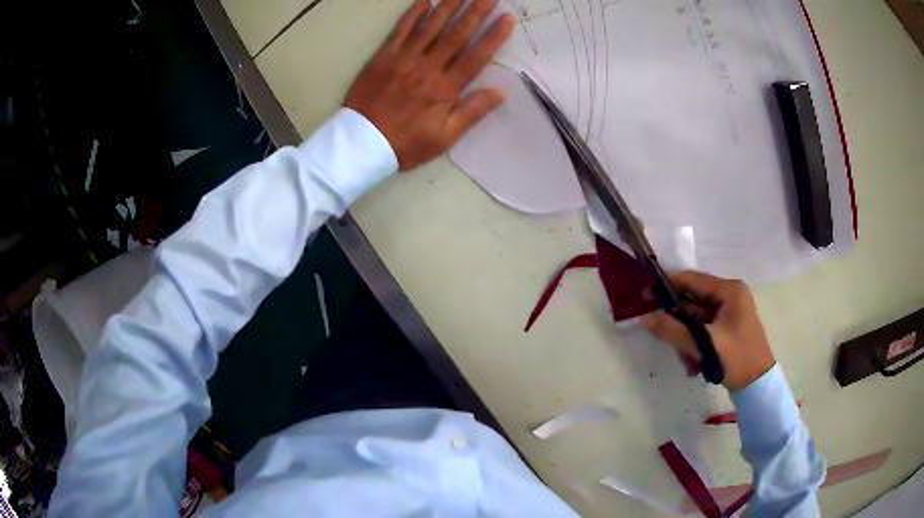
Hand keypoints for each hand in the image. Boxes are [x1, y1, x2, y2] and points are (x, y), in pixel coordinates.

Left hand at [344, 0, 514, 170]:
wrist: (360, 144)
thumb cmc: (405, 143)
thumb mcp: (444, 138)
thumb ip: (472, 112)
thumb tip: (500, 92)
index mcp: (445, 88)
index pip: (476, 56)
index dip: (493, 36)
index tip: (507, 18)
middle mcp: (427, 67)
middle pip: (456, 34)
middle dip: (476, 12)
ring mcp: (404, 59)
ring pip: (431, 26)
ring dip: (449, 6)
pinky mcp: (384, 56)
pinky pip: (401, 30)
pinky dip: (413, 14)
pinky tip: (425, 0)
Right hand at [642, 271, 775, 390]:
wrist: (758, 385)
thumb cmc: (737, 359)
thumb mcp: (704, 345)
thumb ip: (674, 330)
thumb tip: (645, 317)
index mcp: (729, 290)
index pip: (692, 279)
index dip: (667, 285)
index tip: (645, 295)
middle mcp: (730, 295)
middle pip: (692, 302)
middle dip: (680, 326)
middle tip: (670, 343)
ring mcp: (730, 311)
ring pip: (696, 319)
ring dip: (687, 341)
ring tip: (689, 362)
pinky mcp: (728, 327)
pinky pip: (703, 330)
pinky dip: (696, 345)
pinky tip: (696, 365)